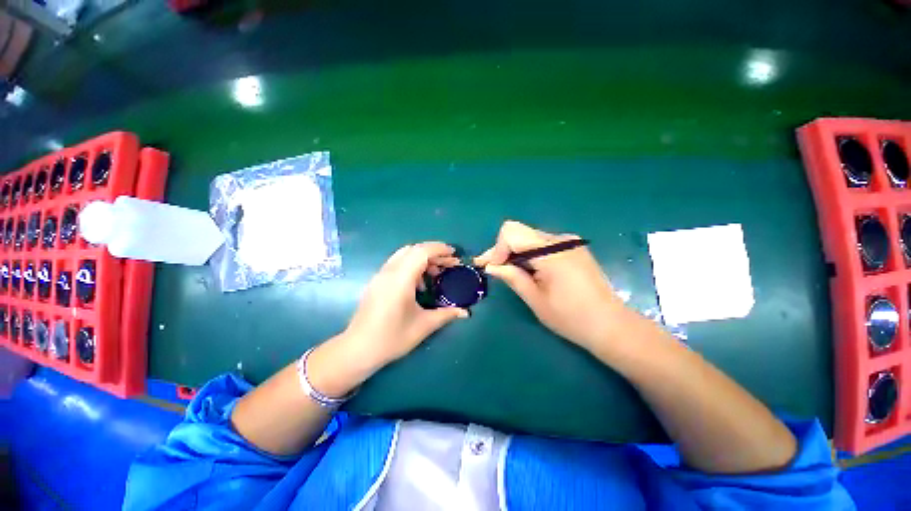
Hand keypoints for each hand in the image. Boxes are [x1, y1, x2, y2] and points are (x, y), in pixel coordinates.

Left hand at [341, 242, 468, 369]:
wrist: (357, 350)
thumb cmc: (392, 338)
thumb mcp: (424, 326)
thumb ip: (446, 314)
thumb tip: (466, 313)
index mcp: (400, 279)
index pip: (421, 252)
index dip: (439, 249)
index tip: (454, 255)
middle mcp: (388, 272)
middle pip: (413, 249)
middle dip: (433, 253)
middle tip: (448, 265)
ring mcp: (380, 275)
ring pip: (403, 255)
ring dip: (422, 259)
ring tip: (435, 274)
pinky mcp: (376, 282)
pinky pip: (396, 264)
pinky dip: (411, 265)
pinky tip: (419, 285)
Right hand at [475, 220, 626, 349]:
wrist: (611, 325)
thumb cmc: (571, 318)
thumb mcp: (535, 299)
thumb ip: (512, 277)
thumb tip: (491, 266)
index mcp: (552, 252)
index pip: (512, 233)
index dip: (496, 249)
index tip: (491, 268)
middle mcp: (561, 239)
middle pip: (520, 233)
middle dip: (502, 250)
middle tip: (490, 268)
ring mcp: (569, 242)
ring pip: (529, 237)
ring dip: (515, 252)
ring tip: (507, 271)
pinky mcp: (573, 247)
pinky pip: (542, 244)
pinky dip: (529, 254)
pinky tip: (526, 269)